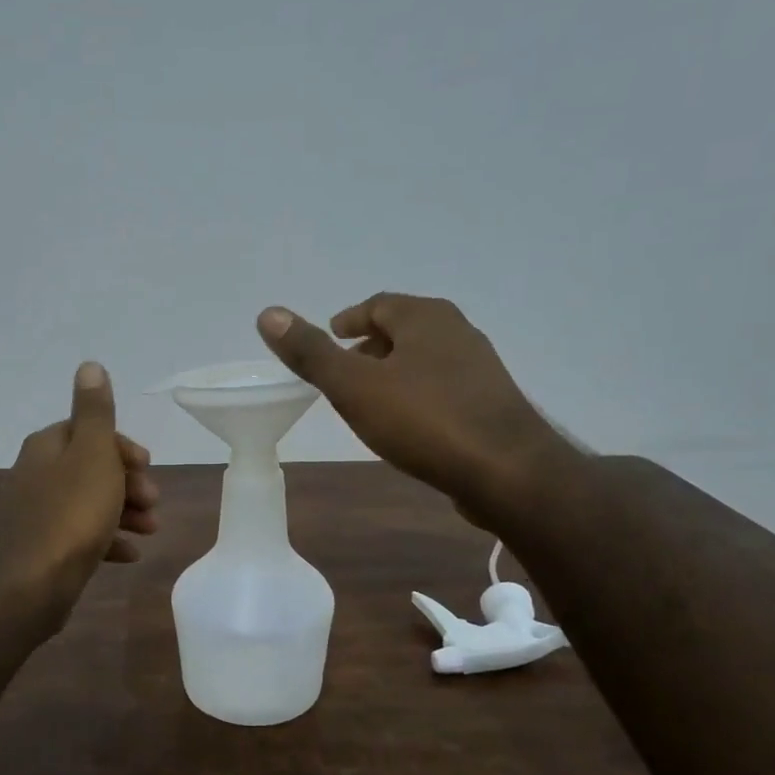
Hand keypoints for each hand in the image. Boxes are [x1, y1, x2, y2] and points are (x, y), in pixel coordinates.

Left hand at [0, 361, 157, 633]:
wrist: (29, 585)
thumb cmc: (71, 513)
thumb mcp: (92, 454)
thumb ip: (95, 411)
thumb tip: (89, 365)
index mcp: (47, 447)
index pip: (87, 431)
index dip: (122, 446)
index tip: (147, 465)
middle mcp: (37, 475)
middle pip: (90, 468)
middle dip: (127, 482)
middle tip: (153, 501)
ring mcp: (37, 515)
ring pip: (88, 503)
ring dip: (124, 512)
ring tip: (151, 529)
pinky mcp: (42, 550)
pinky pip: (80, 537)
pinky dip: (107, 540)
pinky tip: (129, 555)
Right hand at [257, 294, 567, 529]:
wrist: (506, 471)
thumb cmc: (424, 420)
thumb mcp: (353, 387)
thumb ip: (311, 353)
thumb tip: (268, 313)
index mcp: (425, 317)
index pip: (379, 304)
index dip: (350, 319)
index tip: (331, 337)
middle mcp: (458, 332)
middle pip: (404, 329)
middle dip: (371, 346)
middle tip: (343, 371)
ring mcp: (480, 368)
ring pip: (425, 359)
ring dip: (395, 372)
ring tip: (369, 400)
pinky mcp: (491, 404)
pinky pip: (443, 388)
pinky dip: (417, 395)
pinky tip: (408, 425)